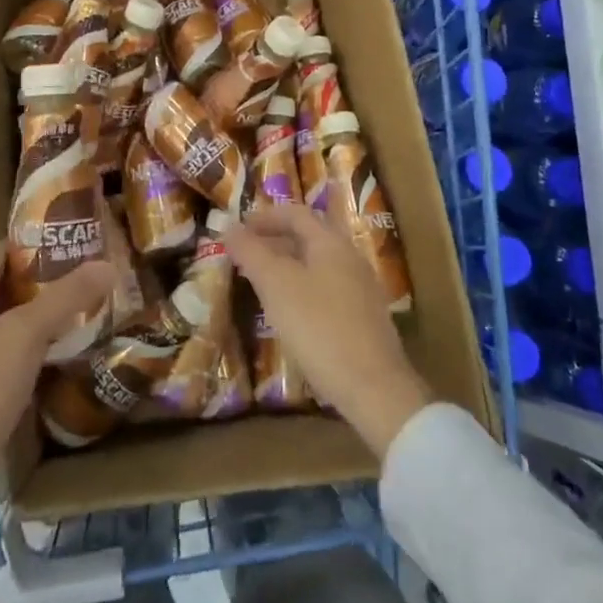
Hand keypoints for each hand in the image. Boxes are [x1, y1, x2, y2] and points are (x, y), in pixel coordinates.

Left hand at [0, 244, 114, 516]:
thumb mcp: (25, 337)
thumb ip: (64, 298)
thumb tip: (106, 264)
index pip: (1, 250)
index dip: (36, 242)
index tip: (75, 243)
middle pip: (6, 283)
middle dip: (46, 278)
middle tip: (88, 277)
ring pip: (8, 317)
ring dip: (41, 311)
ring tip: (83, 310)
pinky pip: (5, 346)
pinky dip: (31, 341)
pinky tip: (58, 351)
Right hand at [225, 206, 431, 458]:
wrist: (373, 388)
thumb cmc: (318, 327)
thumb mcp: (276, 285)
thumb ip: (251, 252)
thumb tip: (229, 227)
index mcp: (331, 243)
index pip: (295, 214)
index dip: (264, 217)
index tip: (237, 229)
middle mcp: (350, 258)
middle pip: (308, 237)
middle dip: (274, 241)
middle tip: (244, 255)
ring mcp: (361, 290)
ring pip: (317, 265)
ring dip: (286, 266)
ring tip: (260, 282)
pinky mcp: (363, 319)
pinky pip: (326, 289)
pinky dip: (301, 289)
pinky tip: (288, 313)